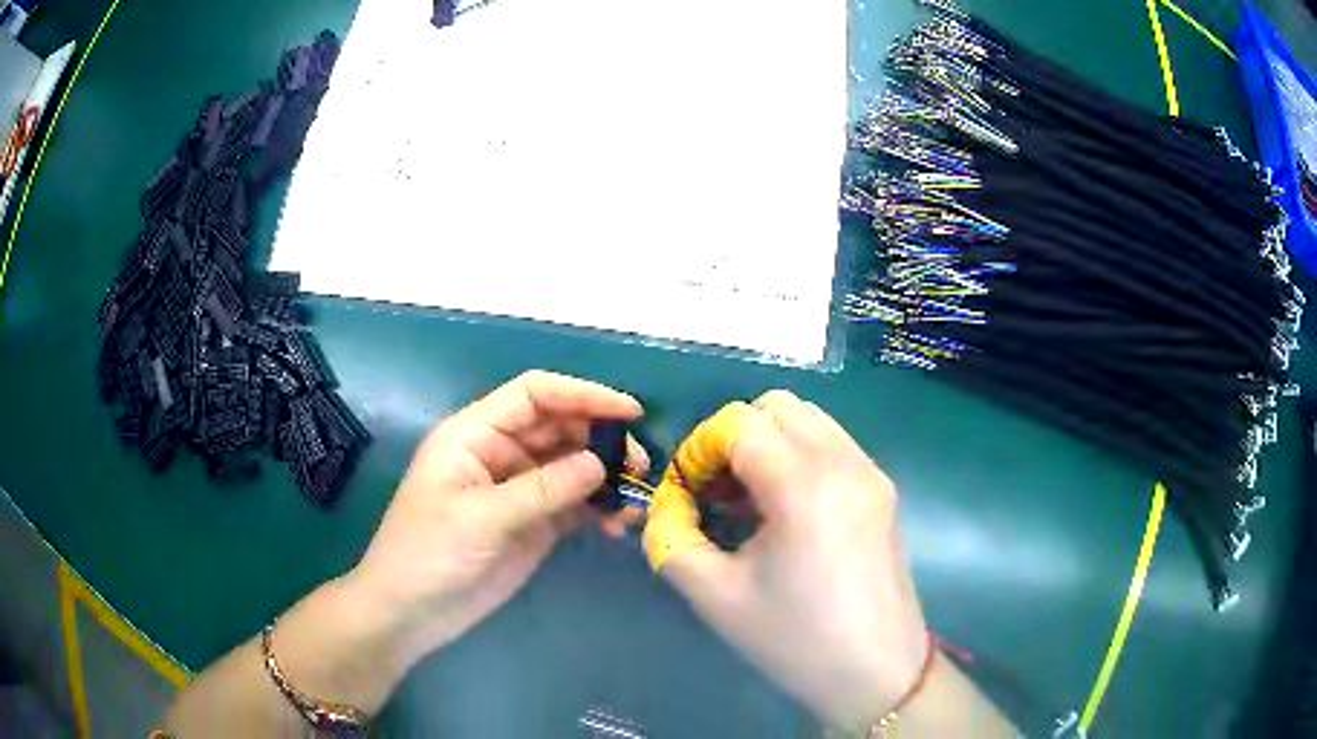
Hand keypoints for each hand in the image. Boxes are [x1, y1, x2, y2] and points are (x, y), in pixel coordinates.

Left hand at [349, 370, 646, 663]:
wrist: (411, 613)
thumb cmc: (429, 554)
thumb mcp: (481, 518)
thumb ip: (543, 489)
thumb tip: (601, 463)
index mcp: (475, 435)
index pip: (534, 395)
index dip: (581, 394)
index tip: (629, 412)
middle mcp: (500, 454)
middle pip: (559, 427)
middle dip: (601, 439)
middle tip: (639, 466)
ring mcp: (518, 490)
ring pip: (571, 467)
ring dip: (605, 477)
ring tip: (633, 498)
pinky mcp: (532, 524)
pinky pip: (573, 505)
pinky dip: (598, 509)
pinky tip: (618, 525)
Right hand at [643, 391, 927, 727]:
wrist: (876, 672)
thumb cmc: (794, 640)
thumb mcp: (715, 596)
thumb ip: (672, 540)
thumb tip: (666, 506)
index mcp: (802, 486)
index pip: (739, 423)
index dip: (701, 448)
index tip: (688, 492)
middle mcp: (843, 463)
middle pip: (777, 407)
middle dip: (735, 436)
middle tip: (717, 490)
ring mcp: (870, 472)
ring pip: (810, 419)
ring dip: (770, 441)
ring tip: (751, 499)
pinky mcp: (884, 489)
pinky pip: (834, 444)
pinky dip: (800, 454)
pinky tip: (787, 510)